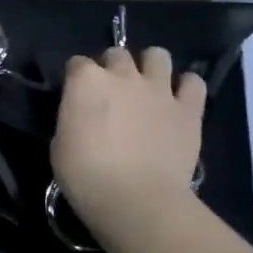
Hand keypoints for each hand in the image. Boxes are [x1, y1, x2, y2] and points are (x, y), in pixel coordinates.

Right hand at [51, 46, 204, 239]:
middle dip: (112, 67)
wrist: (136, 199)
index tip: (76, 96)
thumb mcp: (60, 145)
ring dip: (150, 67)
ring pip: (157, 55)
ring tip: (147, 87)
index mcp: (85, 81)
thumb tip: (82, 118)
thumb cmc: (85, 176)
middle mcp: (122, 75)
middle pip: (116, 54)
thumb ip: (73, 120)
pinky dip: (186, 87)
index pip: (76, 63)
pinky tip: (178, 101)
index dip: (75, 78)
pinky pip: (193, 83)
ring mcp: (158, 89)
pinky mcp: (188, 109)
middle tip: (112, 93)